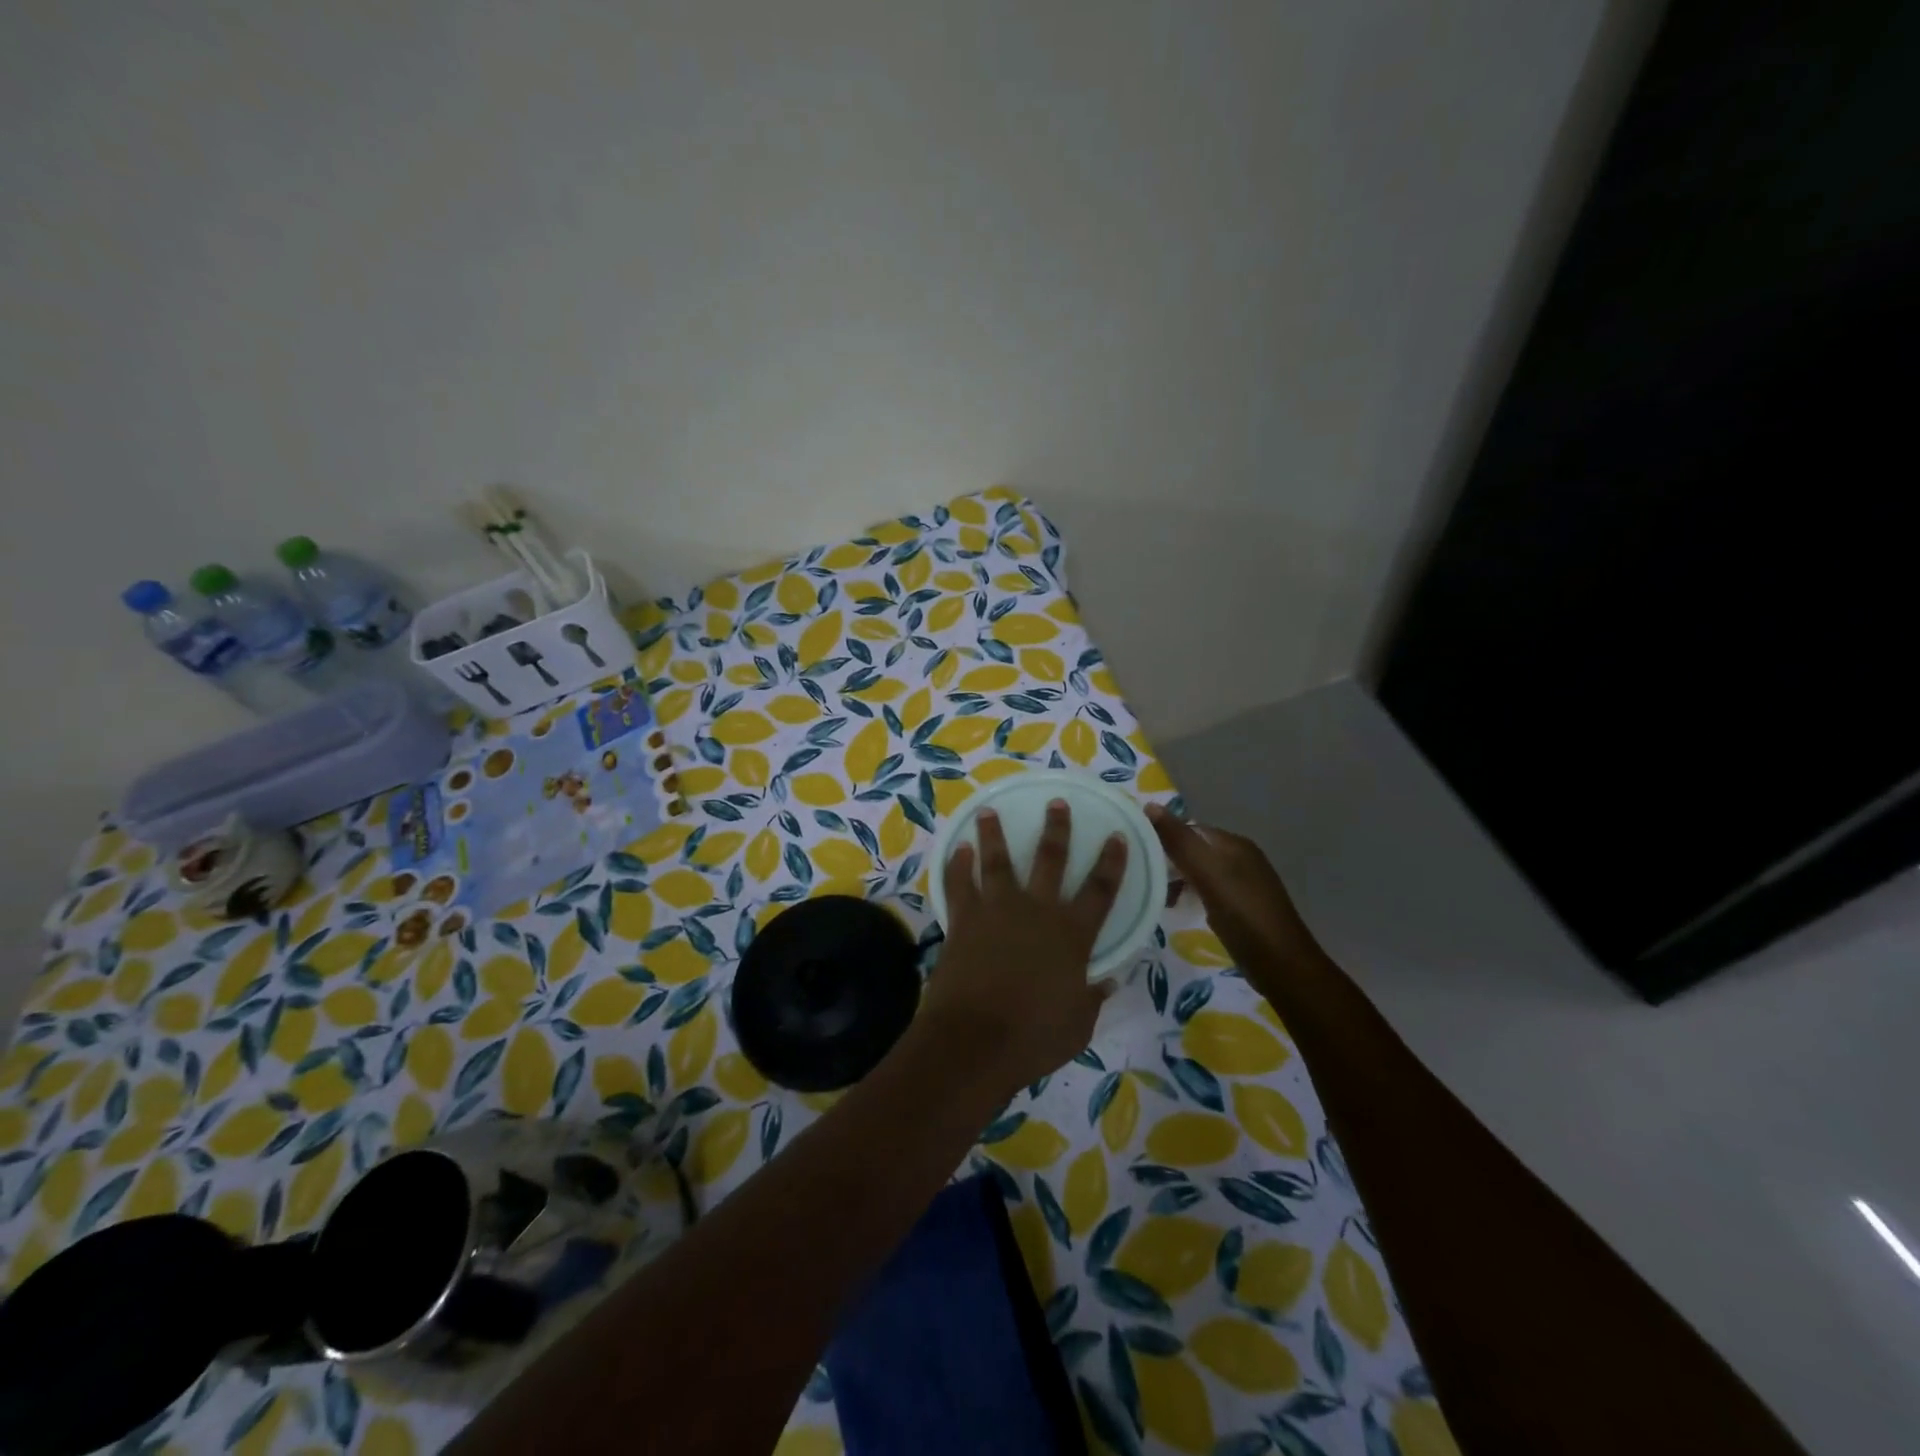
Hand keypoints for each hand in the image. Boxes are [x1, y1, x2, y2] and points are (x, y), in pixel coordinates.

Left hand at [920, 801, 1127, 1097]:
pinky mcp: (963, 920)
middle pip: (1050, 859)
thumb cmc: (1034, 1037)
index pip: (1100, 890)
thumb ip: (1092, 997)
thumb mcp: (1078, 1024)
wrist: (975, 1041)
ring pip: (997, 860)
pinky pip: (958, 884)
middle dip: (1056, 828)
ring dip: (993, 834)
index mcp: (1072, 934)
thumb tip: (1107, 981)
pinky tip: (957, 849)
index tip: (1116, 836)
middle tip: (1056, 802)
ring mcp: (996, 910)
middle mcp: (1036, 911)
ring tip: (988, 811)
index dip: (1111, 862)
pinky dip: (956, 865)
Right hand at [1147, 804, 1325, 975]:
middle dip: (1167, 861)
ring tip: (1156, 896)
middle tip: (1141, 877)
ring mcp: (1243, 883)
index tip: (1135, 854)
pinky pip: (1207, 890)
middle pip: (1194, 849)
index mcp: (1234, 844)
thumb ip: (1179, 841)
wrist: (1282, 965)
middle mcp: (1241, 857)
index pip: (1189, 829)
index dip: (1162, 837)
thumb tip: (1150, 805)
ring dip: (1177, 880)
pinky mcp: (1242, 907)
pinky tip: (1180, 909)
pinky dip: (1191, 895)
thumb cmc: (1243, 914)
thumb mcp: (1207, 874)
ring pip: (1199, 871)